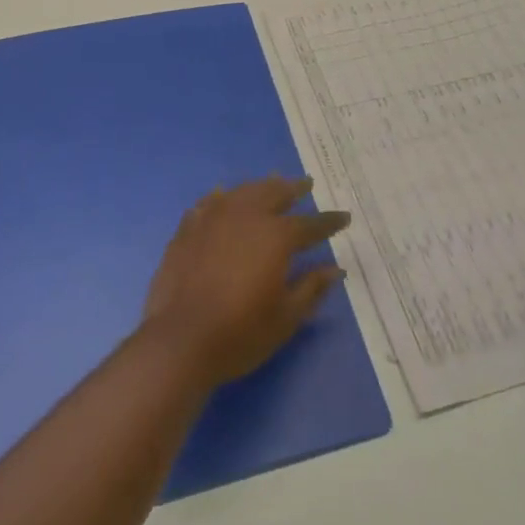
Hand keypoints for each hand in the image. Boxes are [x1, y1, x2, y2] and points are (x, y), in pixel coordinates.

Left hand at [141, 176, 350, 389]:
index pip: (310, 224)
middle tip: (306, 185)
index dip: (329, 222)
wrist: (180, 340)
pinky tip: (224, 197)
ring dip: (261, 186)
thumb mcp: (286, 317)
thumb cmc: (240, 333)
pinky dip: (223, 198)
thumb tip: (335, 269)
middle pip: (274, 193)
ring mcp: (213, 218)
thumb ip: (311, 288)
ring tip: (271, 184)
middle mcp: (246, 216)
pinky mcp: (188, 228)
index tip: (344, 217)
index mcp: (276, 236)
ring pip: (242, 191)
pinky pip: (210, 203)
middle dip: (294, 189)